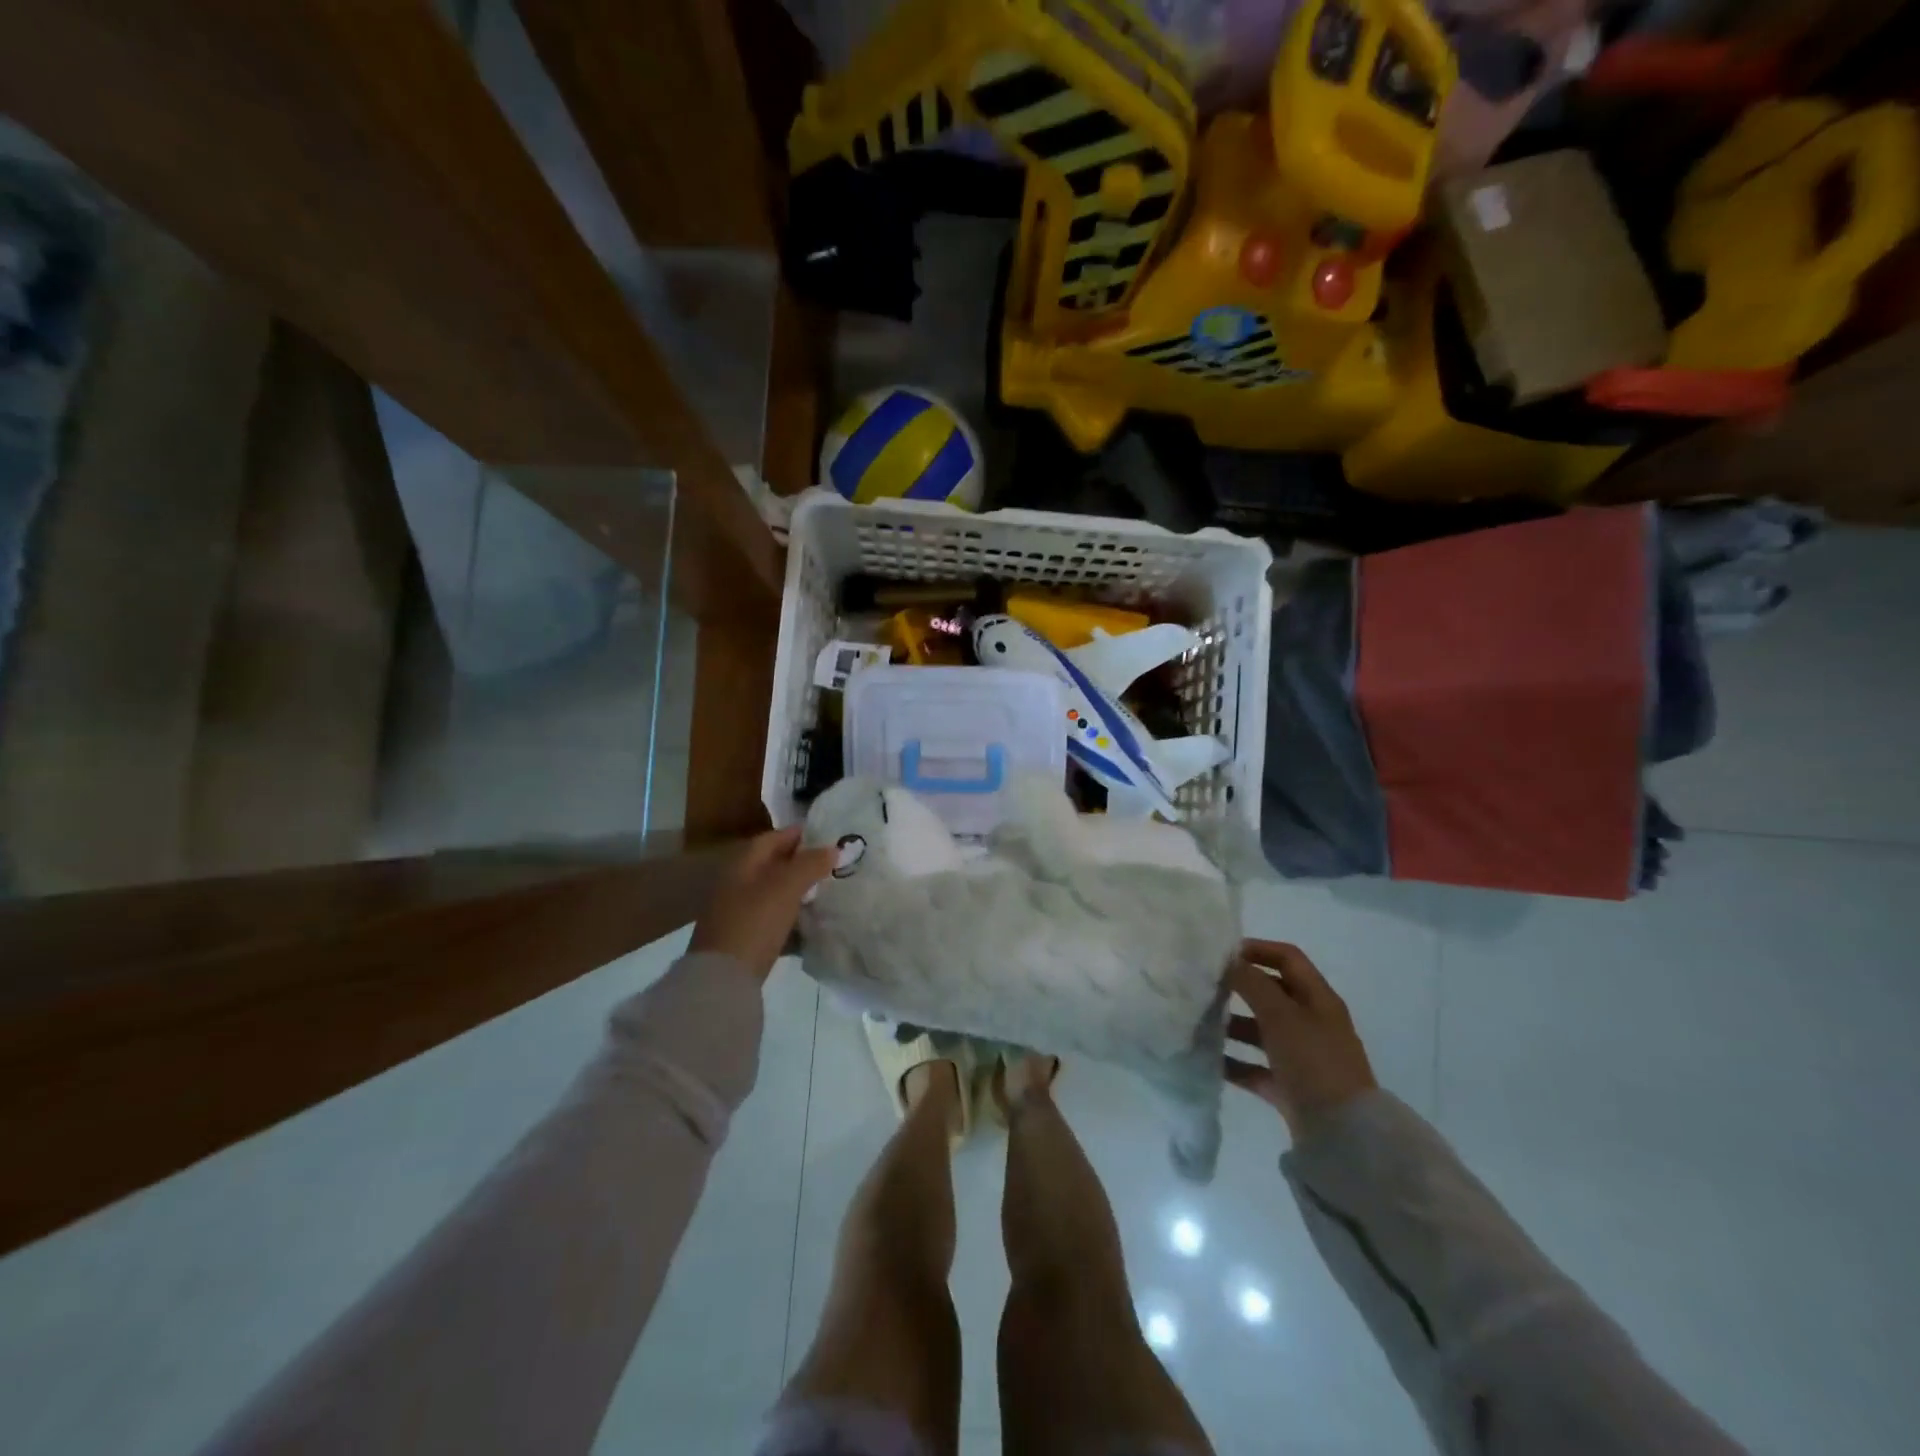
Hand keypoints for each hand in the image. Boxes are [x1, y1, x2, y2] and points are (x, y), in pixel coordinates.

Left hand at [689, 827, 836, 982]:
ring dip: (799, 891)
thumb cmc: (754, 922)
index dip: (799, 835)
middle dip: (802, 863)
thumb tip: (833, 848)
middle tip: (833, 865)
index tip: (828, 836)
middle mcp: (738, 884)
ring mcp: (739, 913)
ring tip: (829, 892)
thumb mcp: (785, 888)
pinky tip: (812, 924)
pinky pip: (774, 920)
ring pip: (775, 894)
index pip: (772, 838)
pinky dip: (793, 918)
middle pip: (773, 866)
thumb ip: (810, 864)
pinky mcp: (745, 938)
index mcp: (743, 865)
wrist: (722, 979)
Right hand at [1225, 939, 1377, 1138]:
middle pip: (1272, 994)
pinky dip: (1235, 1062)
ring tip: (1200, 1023)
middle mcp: (1312, 1023)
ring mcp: (1302, 1057)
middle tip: (1205, 987)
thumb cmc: (1313, 1062)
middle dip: (1239, 988)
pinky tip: (1209, 1060)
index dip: (1257, 949)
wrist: (1343, 1135)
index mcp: (1318, 999)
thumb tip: (1228, 961)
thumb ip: (1252, 983)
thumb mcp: (1281, 1015)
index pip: (1287, 959)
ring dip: (1233, 1025)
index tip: (1221, 954)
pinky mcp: (1290, 1087)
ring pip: (1261, 1030)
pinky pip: (1256, 1067)